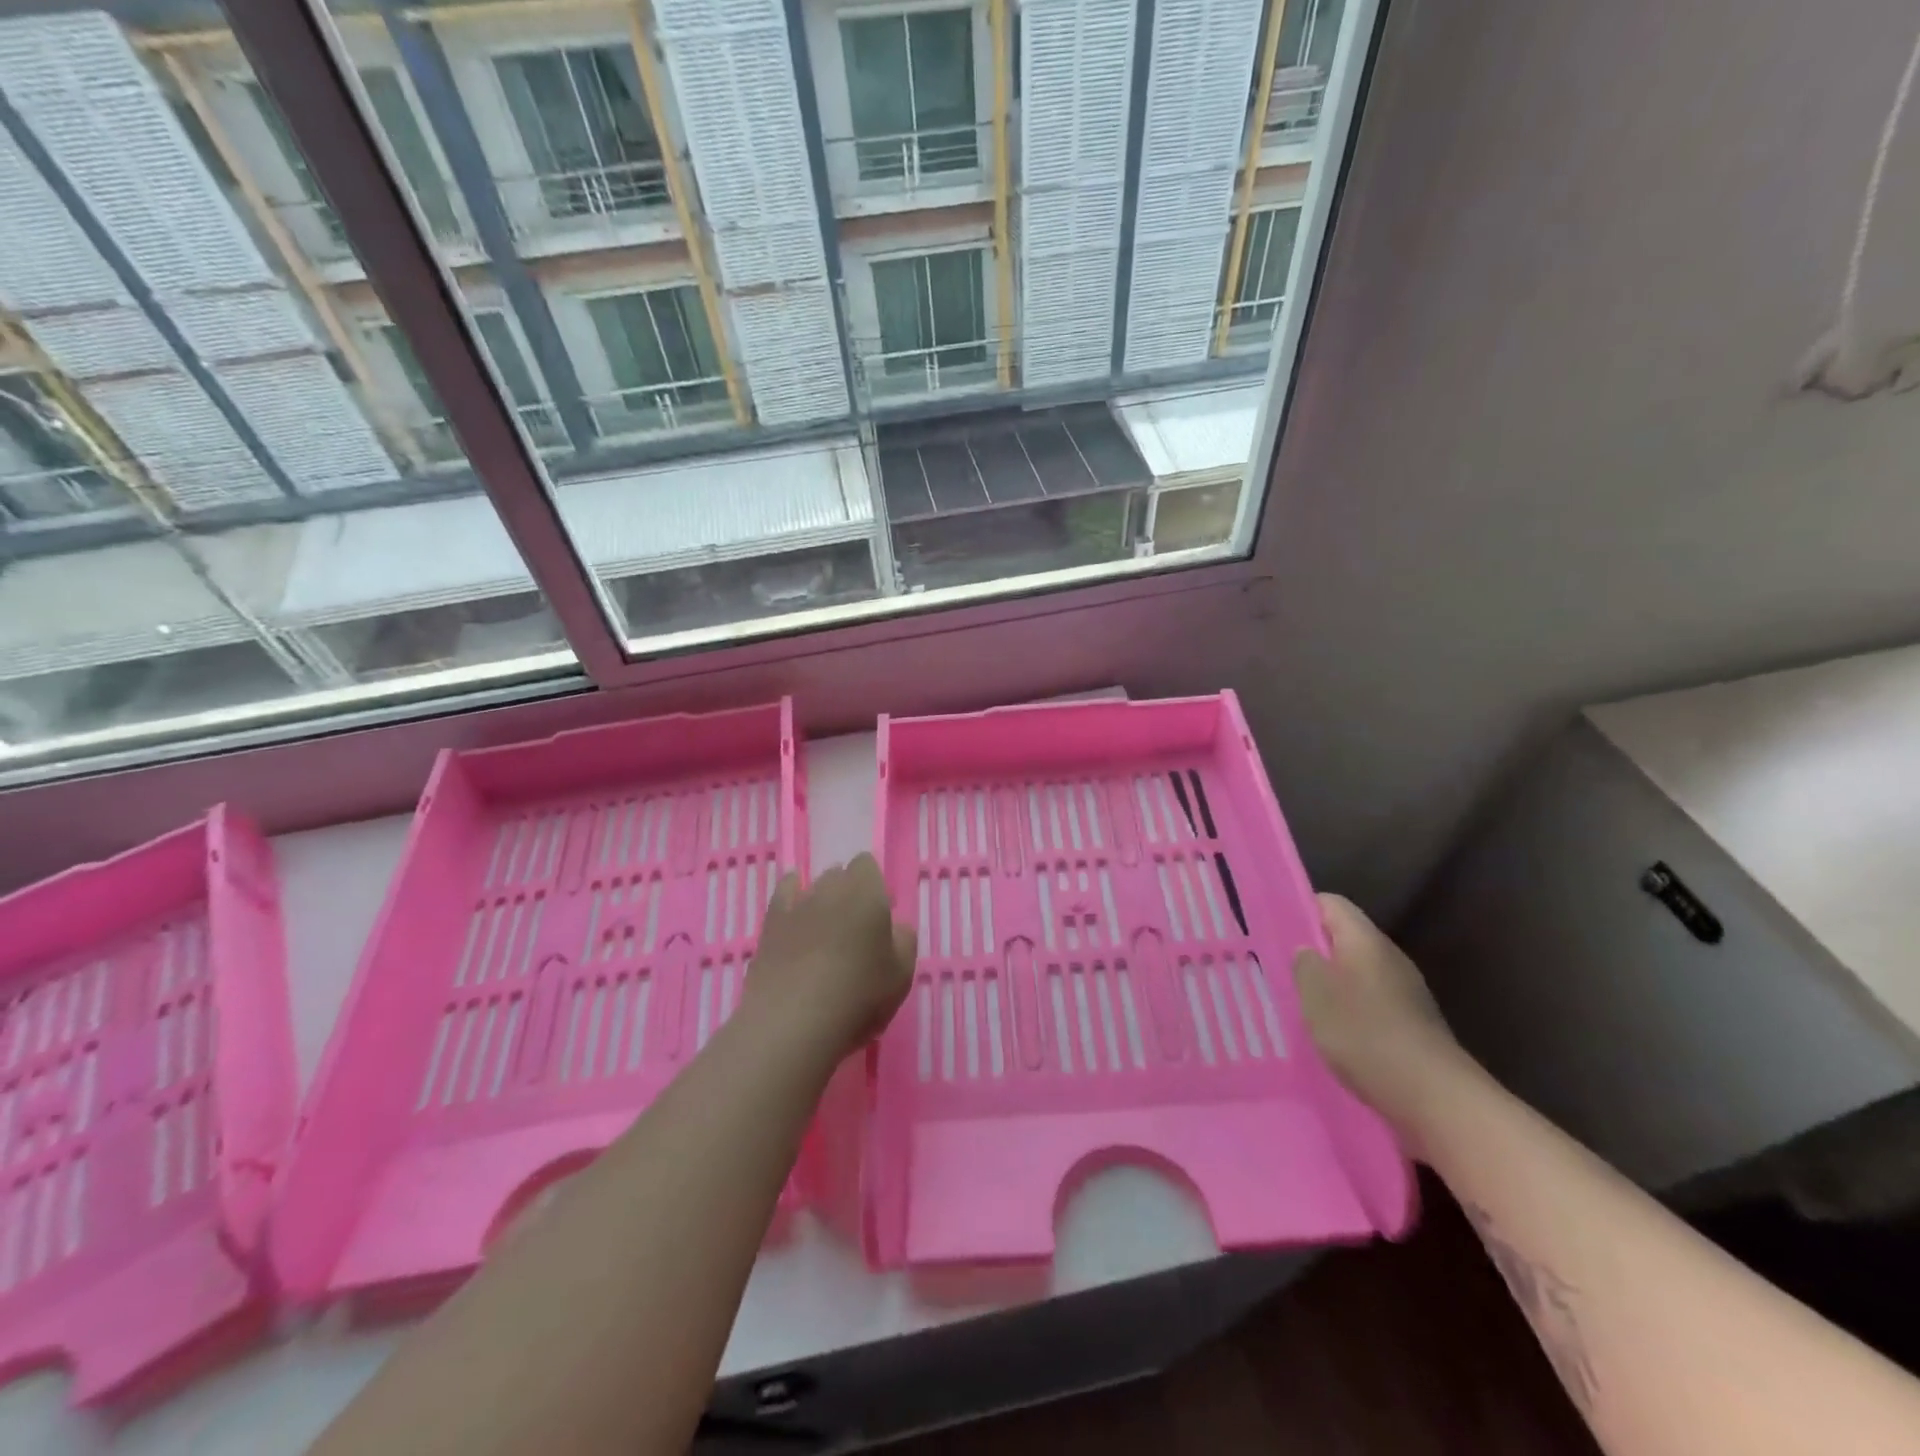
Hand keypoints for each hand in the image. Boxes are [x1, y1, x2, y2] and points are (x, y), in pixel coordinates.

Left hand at [746, 853, 916, 1062]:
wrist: (793, 1020)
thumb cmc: (858, 995)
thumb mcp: (901, 973)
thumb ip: (904, 940)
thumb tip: (894, 926)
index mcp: (867, 891)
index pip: (867, 865)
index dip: (873, 886)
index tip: (879, 915)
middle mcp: (830, 887)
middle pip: (839, 875)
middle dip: (847, 892)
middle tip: (855, 929)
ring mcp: (796, 903)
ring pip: (811, 887)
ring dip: (820, 901)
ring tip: (825, 933)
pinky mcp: (770, 924)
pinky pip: (783, 897)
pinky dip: (791, 901)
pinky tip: (795, 918)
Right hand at [1294, 893, 1470, 1134]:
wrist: (1434, 1097)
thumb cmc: (1365, 1034)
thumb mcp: (1316, 995)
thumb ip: (1304, 964)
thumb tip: (1307, 950)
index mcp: (1365, 940)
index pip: (1330, 904)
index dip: (1300, 909)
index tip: (1274, 928)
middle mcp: (1389, 957)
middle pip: (1345, 938)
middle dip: (1313, 951)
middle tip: (1279, 968)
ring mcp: (1406, 991)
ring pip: (1357, 973)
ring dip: (1331, 984)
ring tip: (1300, 1003)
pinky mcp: (1412, 1023)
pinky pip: (1372, 1003)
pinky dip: (1350, 1011)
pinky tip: (1333, 1034)